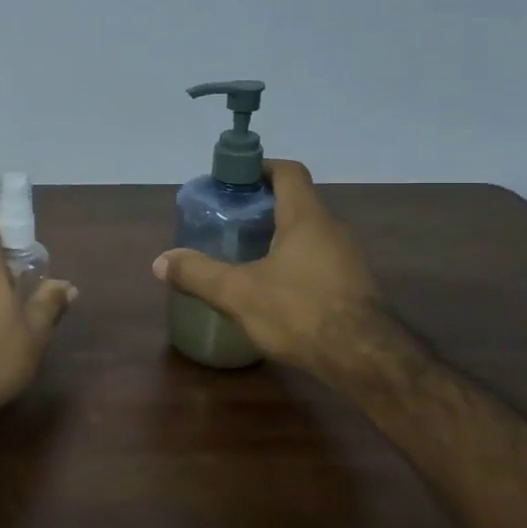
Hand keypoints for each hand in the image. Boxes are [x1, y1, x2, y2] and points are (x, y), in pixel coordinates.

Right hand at [152, 159, 389, 381]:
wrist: (366, 360)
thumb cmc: (300, 311)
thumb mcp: (238, 293)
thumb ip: (198, 274)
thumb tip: (160, 261)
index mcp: (306, 217)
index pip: (288, 172)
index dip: (261, 168)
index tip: (235, 179)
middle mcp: (332, 229)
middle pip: (296, 203)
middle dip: (262, 207)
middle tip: (229, 221)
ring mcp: (347, 259)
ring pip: (308, 235)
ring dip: (278, 237)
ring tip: (245, 255)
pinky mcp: (352, 287)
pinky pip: (318, 261)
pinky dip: (293, 264)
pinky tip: (272, 290)